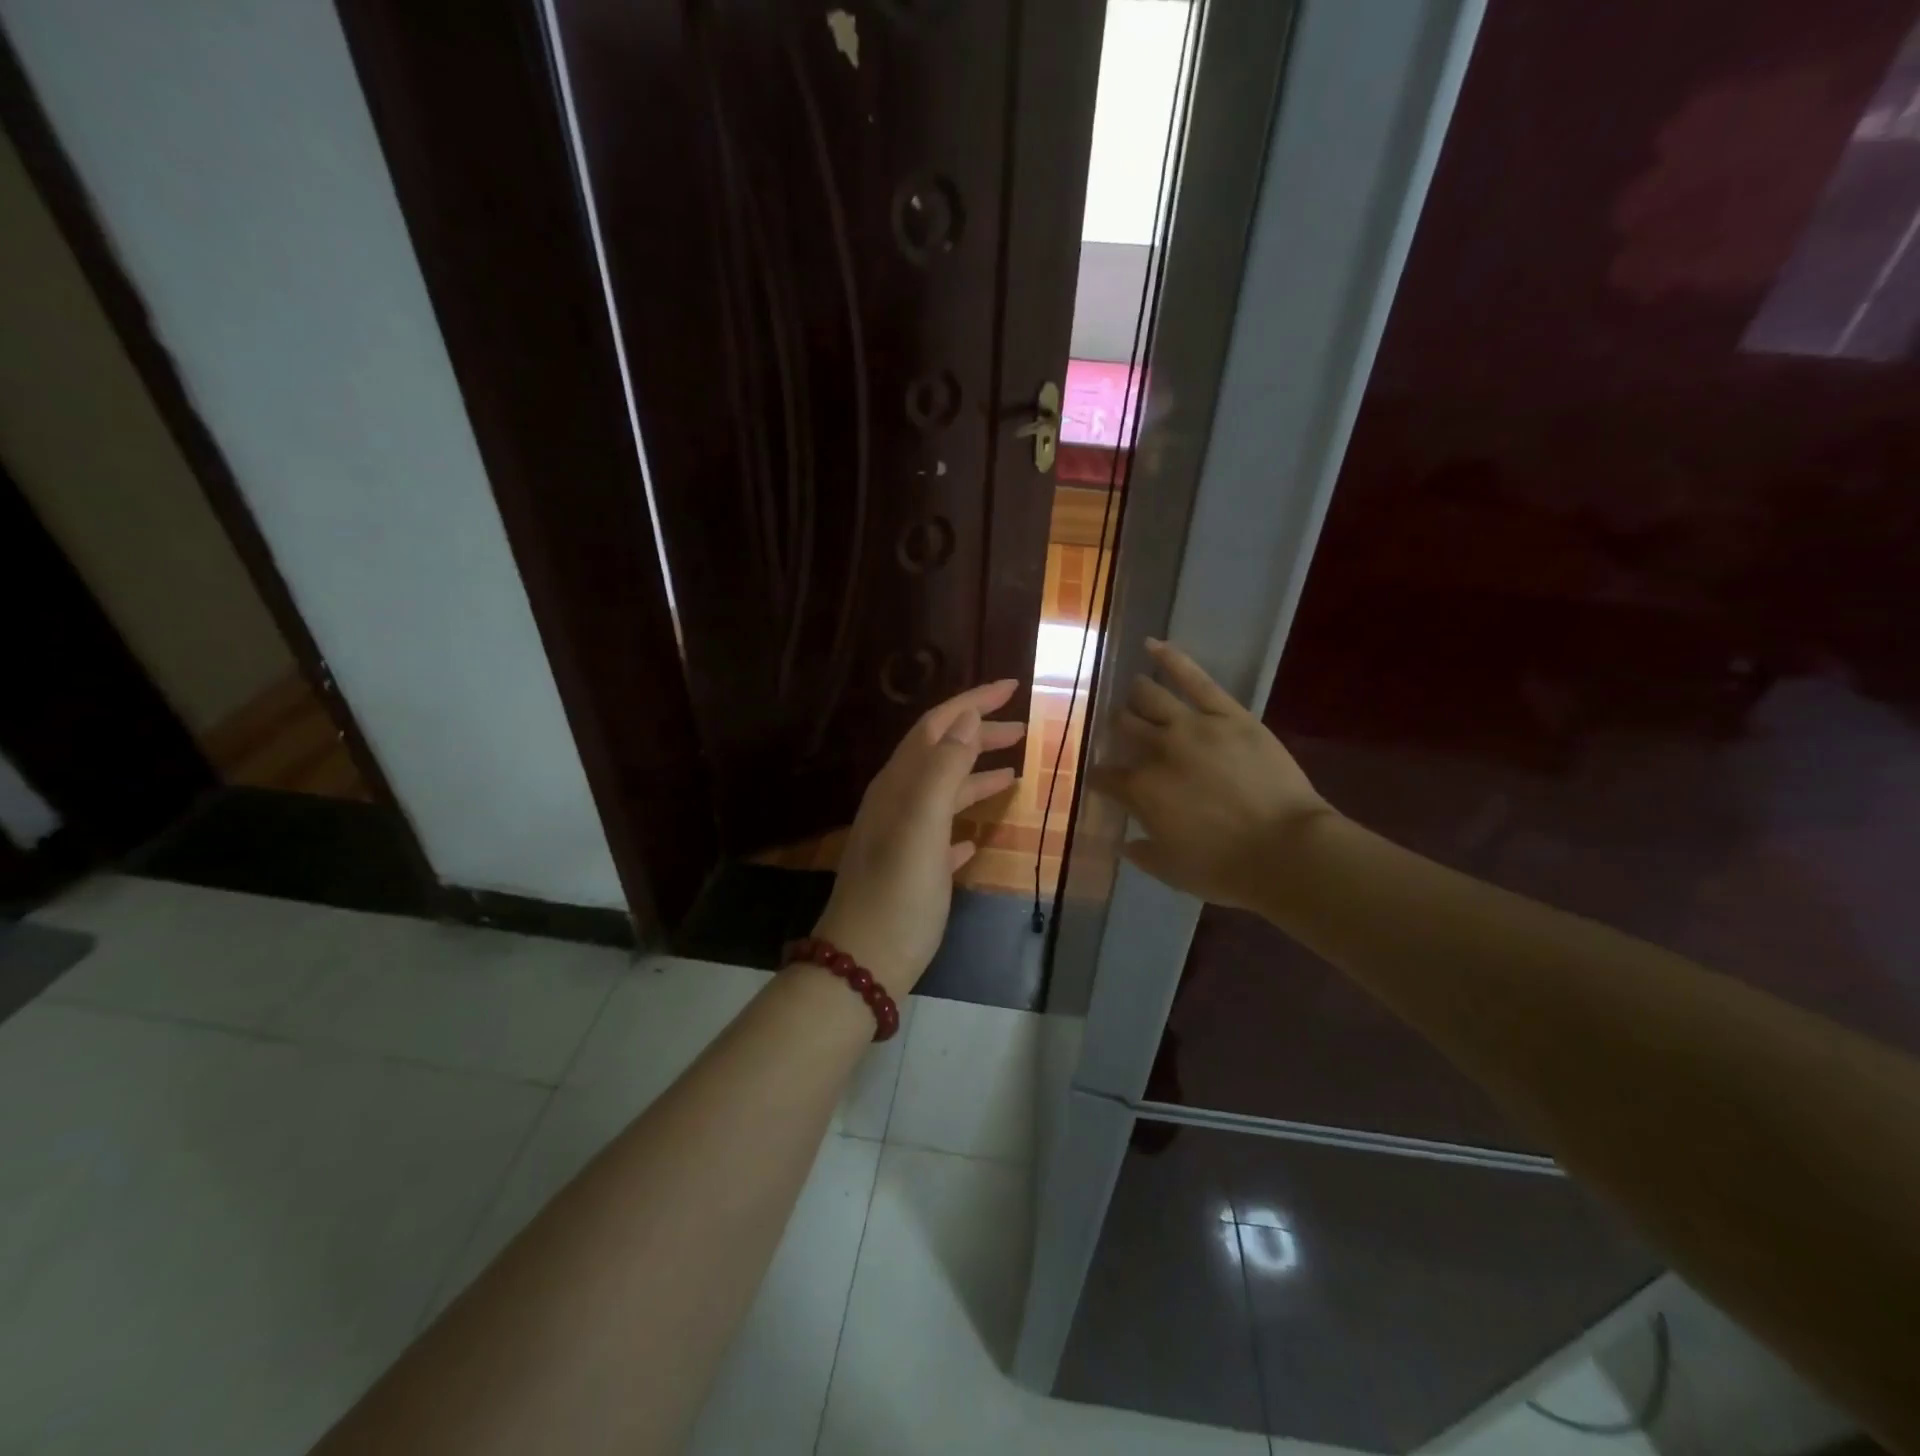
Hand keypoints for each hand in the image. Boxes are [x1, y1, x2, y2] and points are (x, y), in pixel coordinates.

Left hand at [814, 680, 1026, 993]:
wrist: (864, 962)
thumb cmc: (898, 892)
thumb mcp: (922, 824)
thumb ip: (943, 769)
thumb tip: (966, 719)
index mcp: (898, 785)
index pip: (937, 726)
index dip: (972, 702)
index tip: (1012, 686)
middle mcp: (897, 802)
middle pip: (941, 753)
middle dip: (979, 734)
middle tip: (1023, 728)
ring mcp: (903, 837)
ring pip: (944, 792)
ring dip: (976, 775)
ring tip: (1014, 772)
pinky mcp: (912, 871)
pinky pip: (942, 833)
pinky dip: (963, 823)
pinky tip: (978, 837)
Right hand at [1088, 639, 1331, 911]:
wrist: (1288, 851)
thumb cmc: (1226, 869)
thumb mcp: (1172, 871)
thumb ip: (1142, 853)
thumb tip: (1125, 841)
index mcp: (1139, 790)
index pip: (1105, 775)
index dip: (1100, 776)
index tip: (1102, 779)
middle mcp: (1156, 751)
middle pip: (1124, 728)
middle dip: (1116, 729)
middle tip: (1119, 730)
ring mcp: (1191, 726)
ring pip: (1150, 698)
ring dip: (1136, 695)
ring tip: (1134, 691)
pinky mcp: (1227, 714)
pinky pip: (1195, 678)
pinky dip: (1171, 658)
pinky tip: (1152, 645)